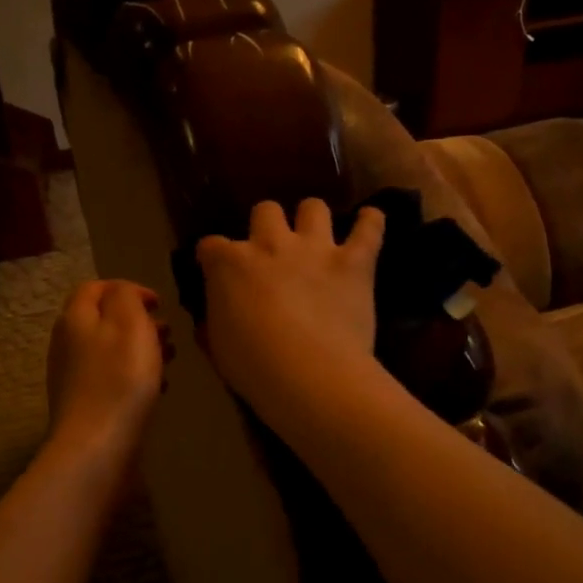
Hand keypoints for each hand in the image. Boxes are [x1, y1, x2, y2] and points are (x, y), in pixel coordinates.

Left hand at [46, 280, 171, 461]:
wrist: (97, 445)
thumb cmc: (120, 378)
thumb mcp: (129, 323)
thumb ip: (126, 296)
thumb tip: (124, 292)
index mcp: (75, 318)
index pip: (95, 287)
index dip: (128, 288)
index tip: (159, 304)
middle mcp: (67, 343)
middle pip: (104, 319)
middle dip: (139, 321)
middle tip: (168, 333)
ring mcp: (73, 375)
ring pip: (111, 349)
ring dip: (141, 349)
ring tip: (169, 359)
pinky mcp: (84, 403)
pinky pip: (111, 377)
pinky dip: (134, 375)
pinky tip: (157, 389)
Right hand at [195, 200, 384, 419]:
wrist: (309, 374)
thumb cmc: (254, 367)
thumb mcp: (218, 347)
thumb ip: (215, 322)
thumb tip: (212, 318)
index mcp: (230, 265)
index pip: (211, 246)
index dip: (214, 258)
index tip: (217, 272)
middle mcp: (270, 244)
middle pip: (265, 210)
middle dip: (266, 224)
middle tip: (272, 250)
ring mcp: (315, 249)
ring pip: (313, 207)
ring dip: (313, 218)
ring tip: (316, 235)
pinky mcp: (354, 262)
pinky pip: (369, 228)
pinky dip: (371, 222)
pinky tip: (371, 220)